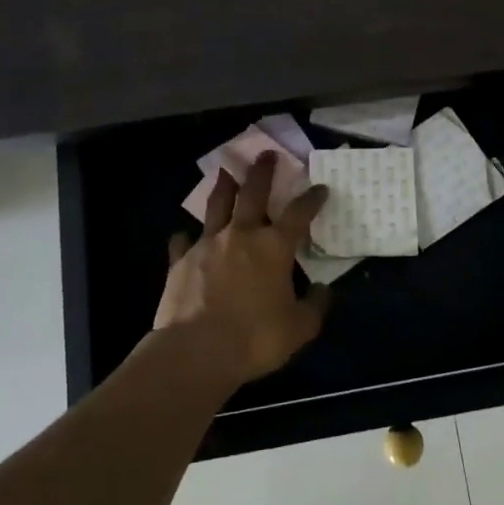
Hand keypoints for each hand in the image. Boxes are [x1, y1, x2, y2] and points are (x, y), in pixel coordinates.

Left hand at [154, 153, 331, 383]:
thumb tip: (323, 291)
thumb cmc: (255, 338)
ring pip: (216, 206)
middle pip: (253, 193)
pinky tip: (183, 237)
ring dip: (223, 188)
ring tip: (225, 172)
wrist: (196, 351)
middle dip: (262, 172)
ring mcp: (207, 245)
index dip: (312, 199)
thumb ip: (314, 306)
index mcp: (274, 246)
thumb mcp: (299, 328)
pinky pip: (183, 243)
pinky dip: (186, 239)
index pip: (299, 213)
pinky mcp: (180, 262)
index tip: (320, 188)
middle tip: (266, 154)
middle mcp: (241, 235)